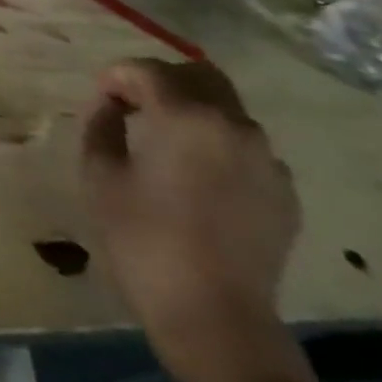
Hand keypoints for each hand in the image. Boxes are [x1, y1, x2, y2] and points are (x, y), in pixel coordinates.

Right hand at [81, 59, 307, 381]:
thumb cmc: (140, 235)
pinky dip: (215, 144)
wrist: (212, 311)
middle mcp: (236, 127)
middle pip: (200, 76)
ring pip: (225, 110)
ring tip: (160, 143)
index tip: (99, 102)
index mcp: (187, 118)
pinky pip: (244, 147)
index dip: (115, 78)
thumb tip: (110, 105)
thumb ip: (101, 124)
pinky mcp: (283, 191)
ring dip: (190, 112)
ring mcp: (268, 160)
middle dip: (160, 81)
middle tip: (130, 108)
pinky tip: (192, 177)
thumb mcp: (98, 172)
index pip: (146, 70)